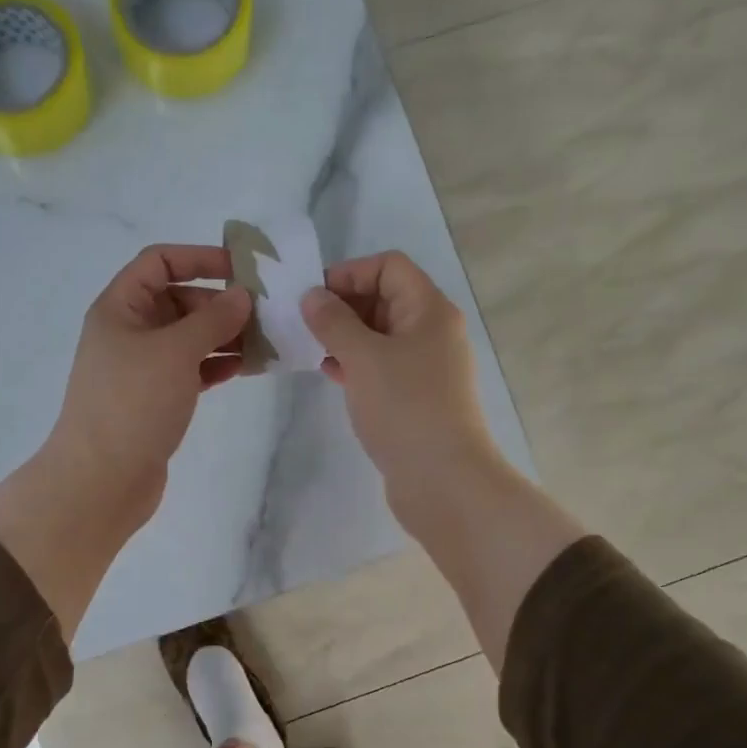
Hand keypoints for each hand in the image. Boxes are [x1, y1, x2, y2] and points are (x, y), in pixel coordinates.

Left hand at [0, 245, 249, 636]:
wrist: (102, 480)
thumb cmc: (133, 404)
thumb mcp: (175, 351)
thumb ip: (212, 319)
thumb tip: (242, 295)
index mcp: (120, 308)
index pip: (159, 262)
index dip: (199, 258)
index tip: (243, 270)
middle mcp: (129, 332)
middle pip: (179, 300)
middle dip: (220, 303)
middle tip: (265, 313)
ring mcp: (142, 368)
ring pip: (189, 338)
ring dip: (225, 336)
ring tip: (266, 341)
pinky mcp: (156, 398)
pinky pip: (191, 369)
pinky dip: (216, 365)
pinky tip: (247, 368)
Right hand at [302, 251, 502, 510]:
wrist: (443, 480)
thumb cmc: (405, 408)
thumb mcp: (363, 357)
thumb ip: (334, 321)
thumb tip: (313, 295)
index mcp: (429, 310)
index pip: (390, 267)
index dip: (350, 273)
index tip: (313, 297)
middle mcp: (432, 332)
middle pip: (385, 298)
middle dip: (343, 305)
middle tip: (302, 323)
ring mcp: (426, 367)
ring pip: (380, 335)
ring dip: (345, 336)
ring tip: (308, 347)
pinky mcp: (415, 397)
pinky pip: (381, 367)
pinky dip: (355, 364)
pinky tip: (329, 374)